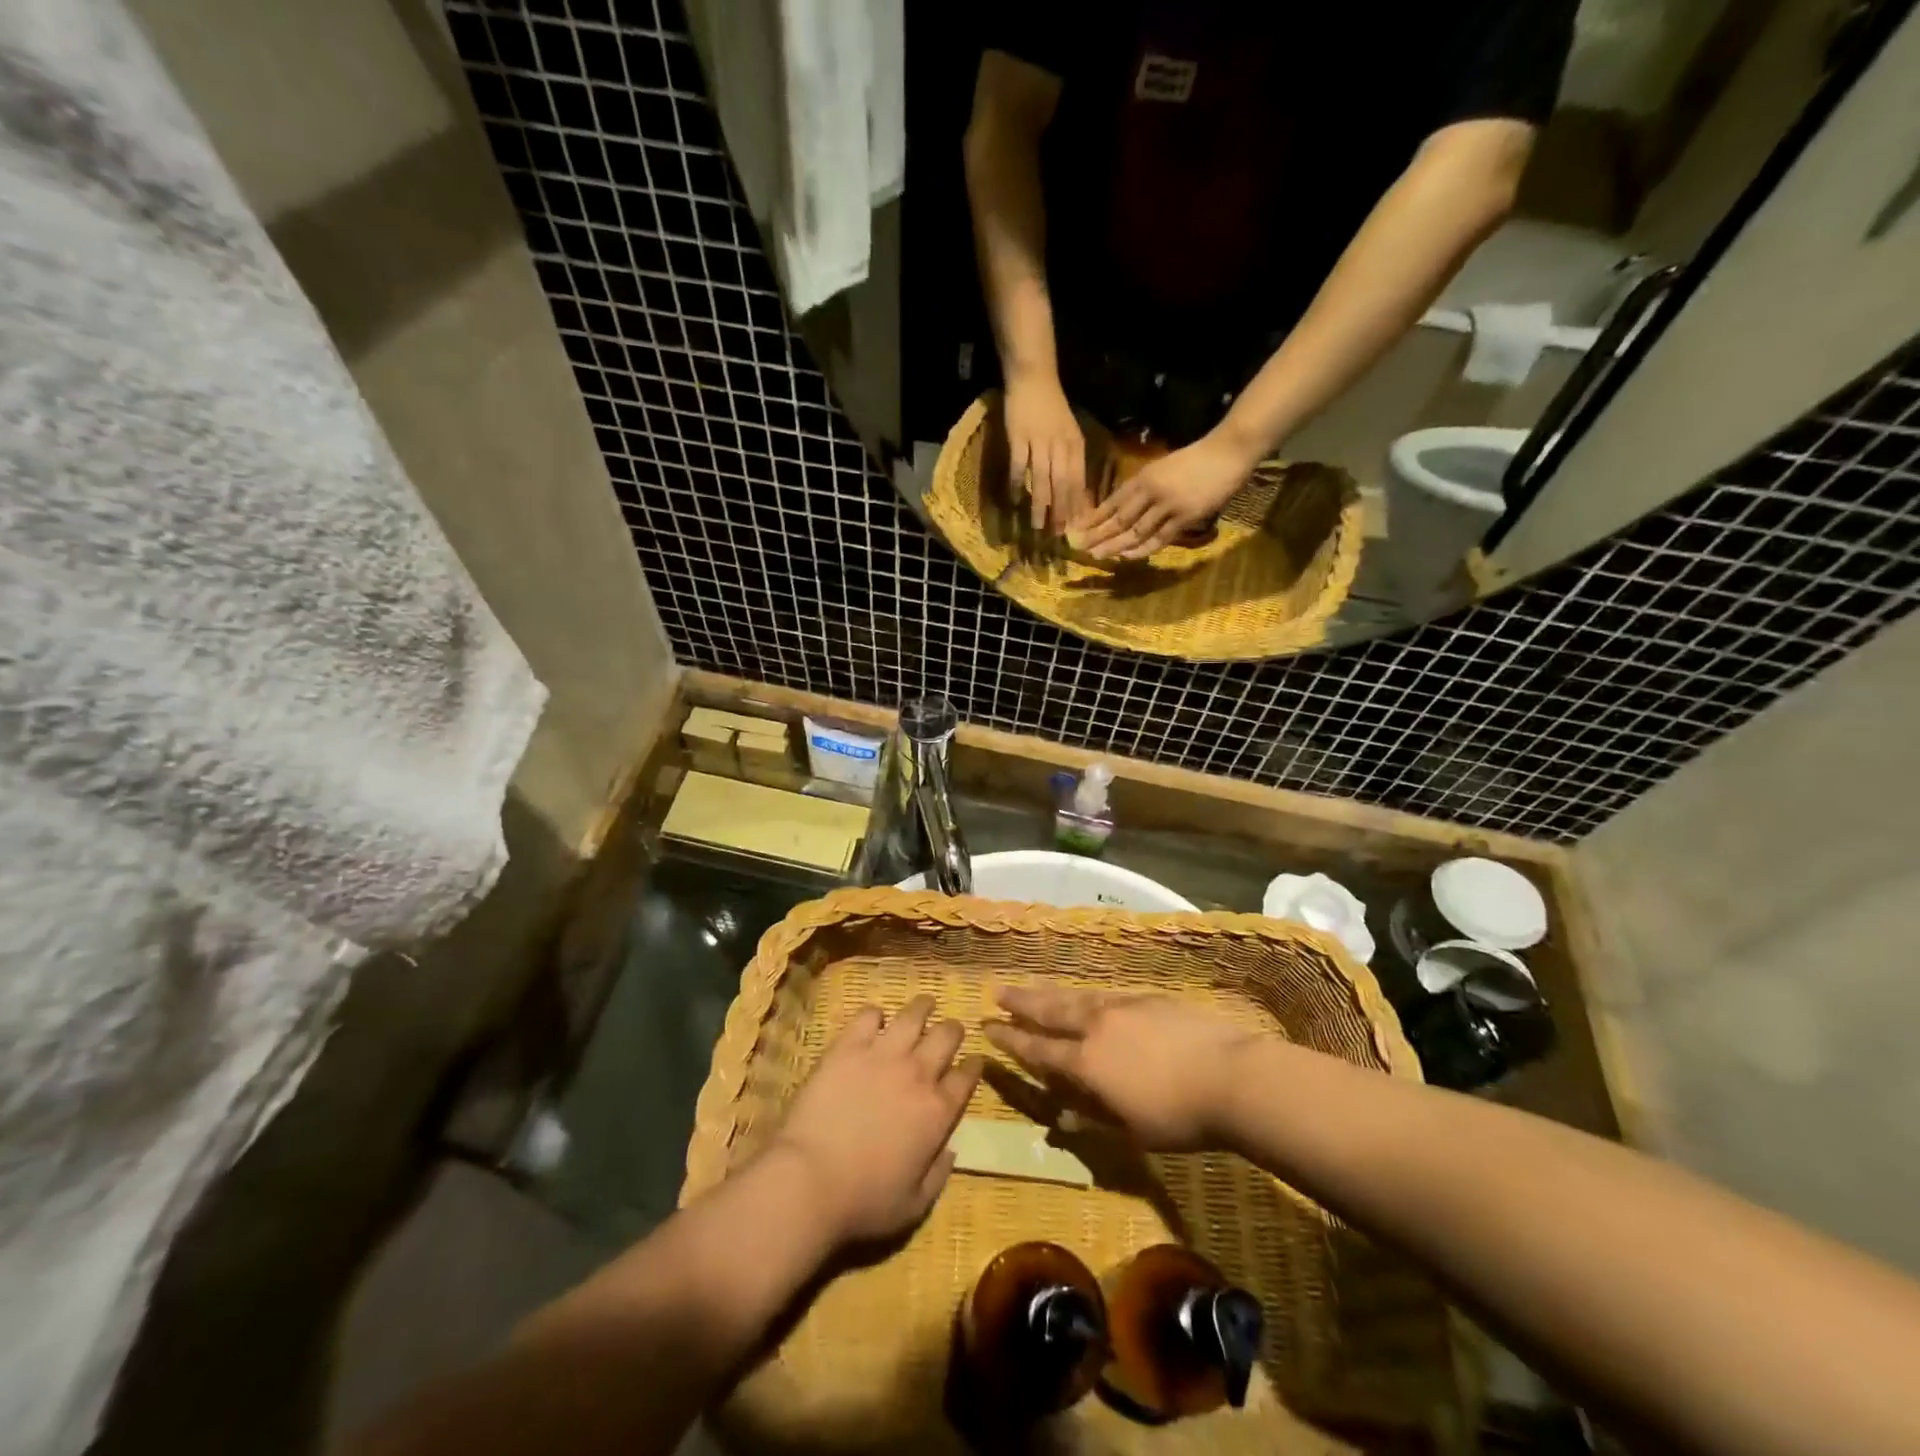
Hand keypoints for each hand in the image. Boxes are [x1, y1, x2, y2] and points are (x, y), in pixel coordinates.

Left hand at [769, 995, 981, 1249]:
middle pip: (946, 1036)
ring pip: (913, 1015)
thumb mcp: (914, 1206)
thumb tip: (951, 1150)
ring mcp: (882, 1055)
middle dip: (952, 1030)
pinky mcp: (848, 1046)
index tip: (974, 1061)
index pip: (966, 1077)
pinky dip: (876, 1014)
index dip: (974, 1066)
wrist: (810, 1180)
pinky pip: (869, 1015)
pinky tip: (875, 1019)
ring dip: (922, 1008)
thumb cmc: (864, 1202)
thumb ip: (939, 1175)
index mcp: (938, 1112)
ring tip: (924, 1004)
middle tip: (949, 1030)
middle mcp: (917, 1074)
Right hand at [983, 986, 1262, 1151]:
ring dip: (1050, 993)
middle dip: (1022, 1003)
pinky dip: (1086, 995)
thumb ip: (1094, 1118)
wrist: (1230, 1076)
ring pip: (1076, 997)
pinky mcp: (1148, 998)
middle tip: (998, 991)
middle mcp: (1097, 1026)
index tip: (989, 1026)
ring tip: (1032, 988)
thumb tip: (1062, 1117)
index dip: (1012, 1039)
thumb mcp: (1133, 1130)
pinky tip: (1086, 996)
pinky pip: (1105, 994)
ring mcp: (1123, 1007)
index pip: (1039, 1048)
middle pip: (1051, 1010)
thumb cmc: (1180, 1116)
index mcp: (1087, 1062)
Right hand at [1004, 373, 1087, 533]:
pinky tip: (1015, 499)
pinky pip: (1019, 465)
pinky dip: (1017, 483)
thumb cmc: (1053, 409)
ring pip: (1042, 478)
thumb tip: (1077, 494)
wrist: (1034, 378)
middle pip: (1062, 484)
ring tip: (1037, 525)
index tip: (1074, 527)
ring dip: (1040, 504)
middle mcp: (1059, 445)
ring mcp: (1038, 441)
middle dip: (1060, 511)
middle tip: (1057, 534)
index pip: (1078, 480)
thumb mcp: (1069, 434)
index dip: (1076, 505)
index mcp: (1075, 445)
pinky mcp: (1018, 437)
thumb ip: (1072, 462)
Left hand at [1072, 429, 1257, 559]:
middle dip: (1098, 535)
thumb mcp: (1162, 468)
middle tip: (1080, 548)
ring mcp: (1168, 506)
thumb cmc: (1196, 459)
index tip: (1078, 530)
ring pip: (1135, 530)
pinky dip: (1142, 549)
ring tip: (1098, 556)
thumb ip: (1145, 487)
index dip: (1094, 518)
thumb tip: (1124, 508)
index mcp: (1143, 477)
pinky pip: (1159, 537)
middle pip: (1118, 518)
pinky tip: (1127, 556)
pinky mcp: (1185, 517)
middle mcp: (1151, 491)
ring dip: (1115, 545)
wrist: (1227, 452)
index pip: (1112, 502)